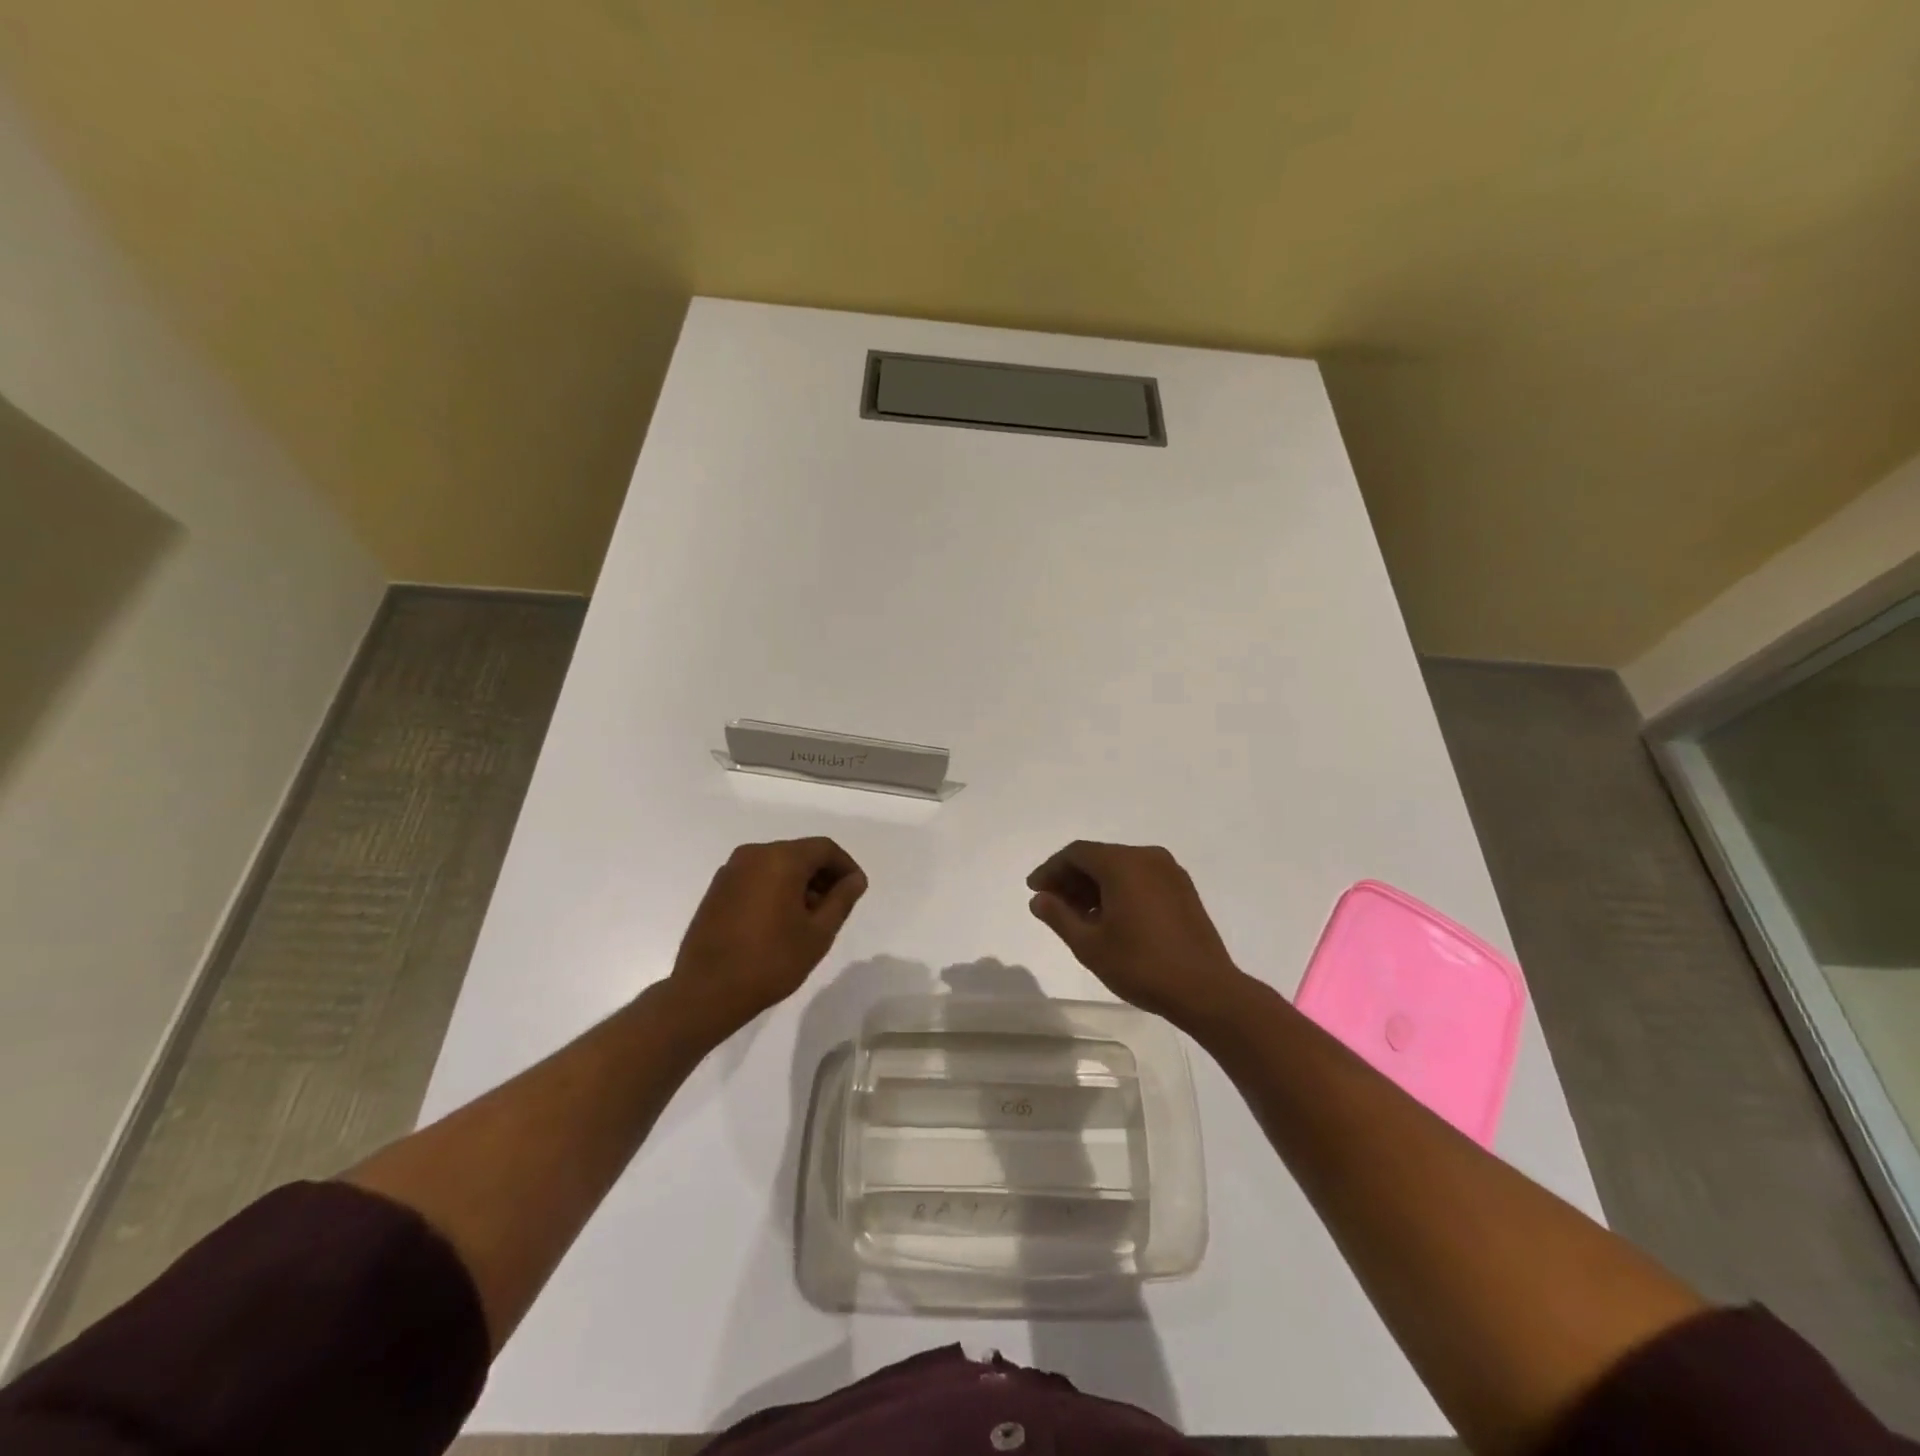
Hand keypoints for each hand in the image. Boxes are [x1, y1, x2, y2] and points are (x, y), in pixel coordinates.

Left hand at [669, 838, 866, 1032]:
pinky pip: (757, 876)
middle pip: (800, 853)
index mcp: (781, 859)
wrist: (706, 991)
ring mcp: (731, 870)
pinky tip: (780, 920)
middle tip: (835, 906)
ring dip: (799, 882)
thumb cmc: (770, 961)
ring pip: (777, 864)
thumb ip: (841, 900)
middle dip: (822, 875)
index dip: (846, 866)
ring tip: (809, 917)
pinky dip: (775, 888)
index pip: (824, 848)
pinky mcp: (717, 888)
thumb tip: (855, 879)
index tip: (856, 891)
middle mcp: (754, 854)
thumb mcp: (818, 933)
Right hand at [1027, 841, 1249, 1026]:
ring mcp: (1170, 872)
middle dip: (1072, 878)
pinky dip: (1119, 889)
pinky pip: (1141, 878)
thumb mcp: (1089, 945)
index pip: (1076, 853)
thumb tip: (1039, 899)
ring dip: (1095, 885)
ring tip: (1078, 916)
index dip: (1051, 869)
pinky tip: (1109, 918)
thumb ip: (1059, 916)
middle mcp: (1147, 857)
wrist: (1206, 990)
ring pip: (1121, 867)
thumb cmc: (1141, 965)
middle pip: (1099, 857)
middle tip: (1053, 905)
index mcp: (1123, 864)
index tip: (1035, 890)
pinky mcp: (1183, 889)